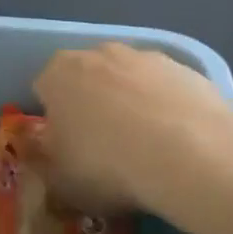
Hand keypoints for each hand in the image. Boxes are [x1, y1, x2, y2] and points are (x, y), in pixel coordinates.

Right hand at [30, 43, 232, 233]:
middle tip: (103, 150)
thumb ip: (41, 159)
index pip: (43, 91)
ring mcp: (148, 58)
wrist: (192, 156)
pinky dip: (168, 111)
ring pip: (129, 82)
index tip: (66, 150)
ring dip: (132, 106)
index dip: (53, 122)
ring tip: (147, 151)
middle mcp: (99, 54)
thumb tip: (39, 148)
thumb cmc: (107, 166)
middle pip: (87, 80)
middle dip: (91, 107)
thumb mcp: (57, 179)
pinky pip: (168, 92)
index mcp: (57, 74)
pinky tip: (180, 146)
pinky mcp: (191, 70)